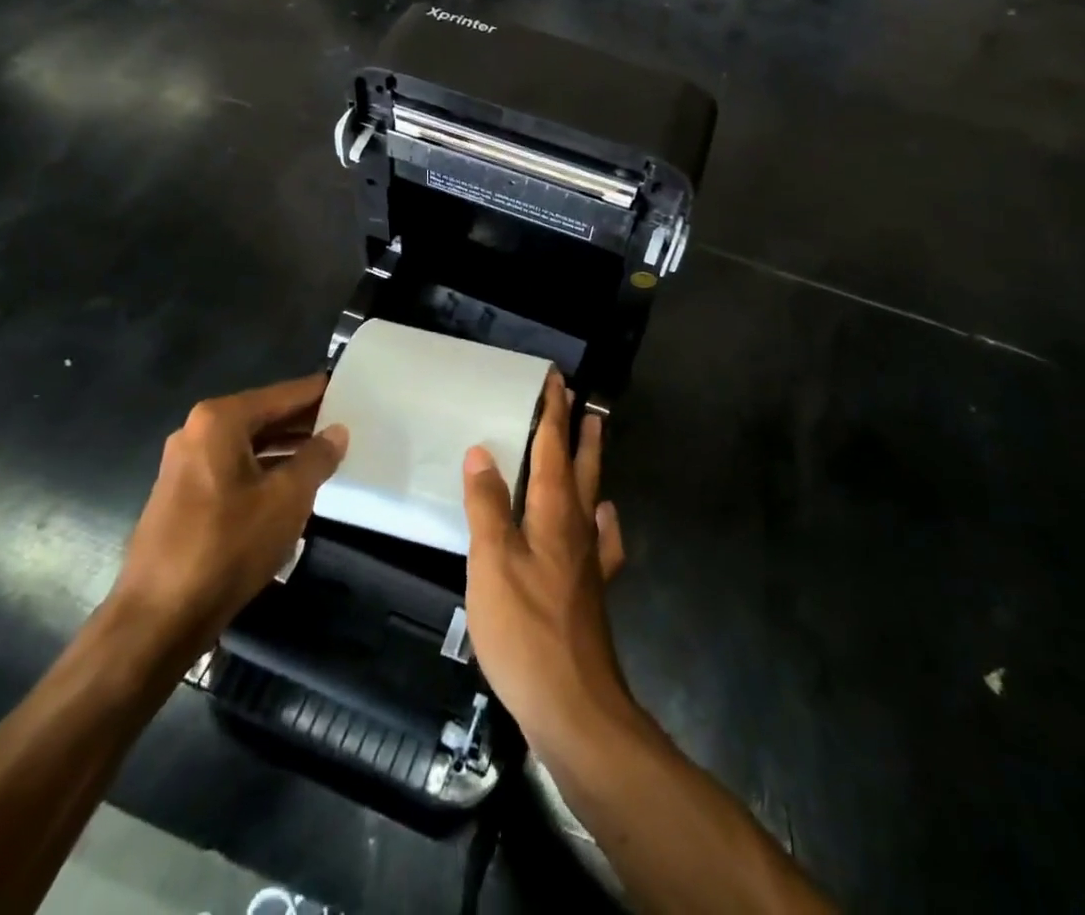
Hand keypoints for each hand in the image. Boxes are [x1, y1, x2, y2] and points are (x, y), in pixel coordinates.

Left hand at [107, 374, 347, 668]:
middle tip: (349, 424)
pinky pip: (233, 469)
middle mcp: (197, 432)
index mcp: (220, 420)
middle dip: (304, 423)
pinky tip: (292, 488)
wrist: (158, 619)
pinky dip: (263, 471)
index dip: (320, 394)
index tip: (353, 391)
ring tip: (328, 456)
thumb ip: (317, 458)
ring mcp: (185, 465)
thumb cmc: (227, 546)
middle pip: (264, 416)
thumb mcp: (287, 498)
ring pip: (249, 445)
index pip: (283, 395)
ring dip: (286, 450)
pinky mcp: (182, 497)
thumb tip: (337, 431)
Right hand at [463, 373, 630, 763]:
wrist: (574, 706)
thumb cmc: (525, 629)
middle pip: (581, 466)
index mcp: (553, 513)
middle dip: (578, 430)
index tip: (556, 379)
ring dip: (591, 463)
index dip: (553, 412)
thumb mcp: (492, 563)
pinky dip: (601, 519)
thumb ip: (487, 506)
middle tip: (580, 400)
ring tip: (592, 440)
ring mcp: (589, 560)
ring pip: (592, 496)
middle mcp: (577, 527)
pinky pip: (600, 539)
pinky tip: (602, 519)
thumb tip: (482, 451)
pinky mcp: (591, 591)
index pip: (554, 448)